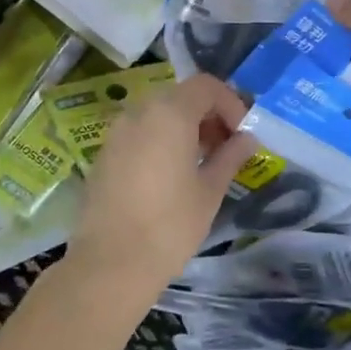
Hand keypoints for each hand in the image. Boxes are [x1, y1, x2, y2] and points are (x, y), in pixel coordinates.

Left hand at [66, 74, 256, 308]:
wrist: (111, 264)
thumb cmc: (170, 225)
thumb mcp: (210, 190)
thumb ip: (230, 156)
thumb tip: (247, 138)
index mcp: (170, 113)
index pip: (206, 86)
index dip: (230, 103)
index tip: (242, 133)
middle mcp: (139, 112)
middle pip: (181, 96)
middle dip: (208, 115)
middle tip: (226, 146)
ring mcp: (117, 132)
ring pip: (158, 114)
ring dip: (184, 127)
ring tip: (202, 161)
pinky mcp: (104, 154)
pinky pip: (139, 132)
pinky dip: (160, 140)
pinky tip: (171, 174)